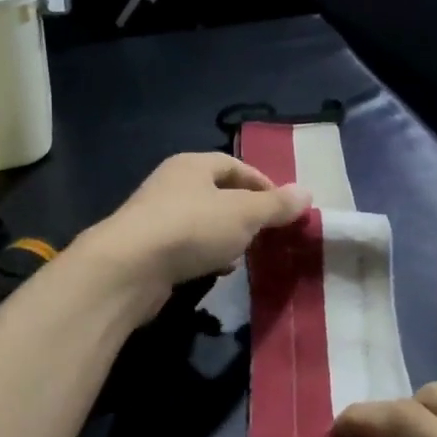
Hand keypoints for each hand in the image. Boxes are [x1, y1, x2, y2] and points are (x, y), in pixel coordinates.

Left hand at [77, 153, 310, 313]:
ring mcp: (156, 217)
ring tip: (245, 254)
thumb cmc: (192, 228)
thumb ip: (276, 206)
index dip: (262, 183)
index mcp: (192, 165)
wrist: (129, 267)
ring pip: (202, 222)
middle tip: (268, 232)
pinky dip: (205, 255)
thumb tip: (307, 193)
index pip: (234, 166)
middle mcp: (171, 184)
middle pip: (217, 193)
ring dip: (225, 236)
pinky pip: (186, 246)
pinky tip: (217, 271)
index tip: (284, 207)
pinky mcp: (147, 249)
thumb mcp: (244, 214)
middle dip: (244, 213)